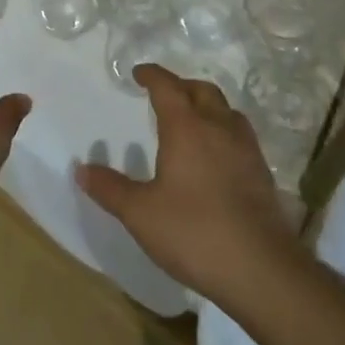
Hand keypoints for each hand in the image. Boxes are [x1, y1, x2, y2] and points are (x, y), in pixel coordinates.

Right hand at [74, 64, 301, 310]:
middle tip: (164, 95)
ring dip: (207, 106)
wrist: (262, 270)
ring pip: (226, 110)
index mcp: (187, 127)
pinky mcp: (262, 173)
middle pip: (202, 91)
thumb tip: (81, 169)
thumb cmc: (194, 233)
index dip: (152, 75)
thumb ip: (110, 189)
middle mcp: (219, 128)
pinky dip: (224, 131)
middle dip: (181, 86)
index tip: (139, 73)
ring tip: (192, 120)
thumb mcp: (141, 214)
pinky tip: (216, 155)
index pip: (167, 86)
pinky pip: (240, 135)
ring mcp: (246, 149)